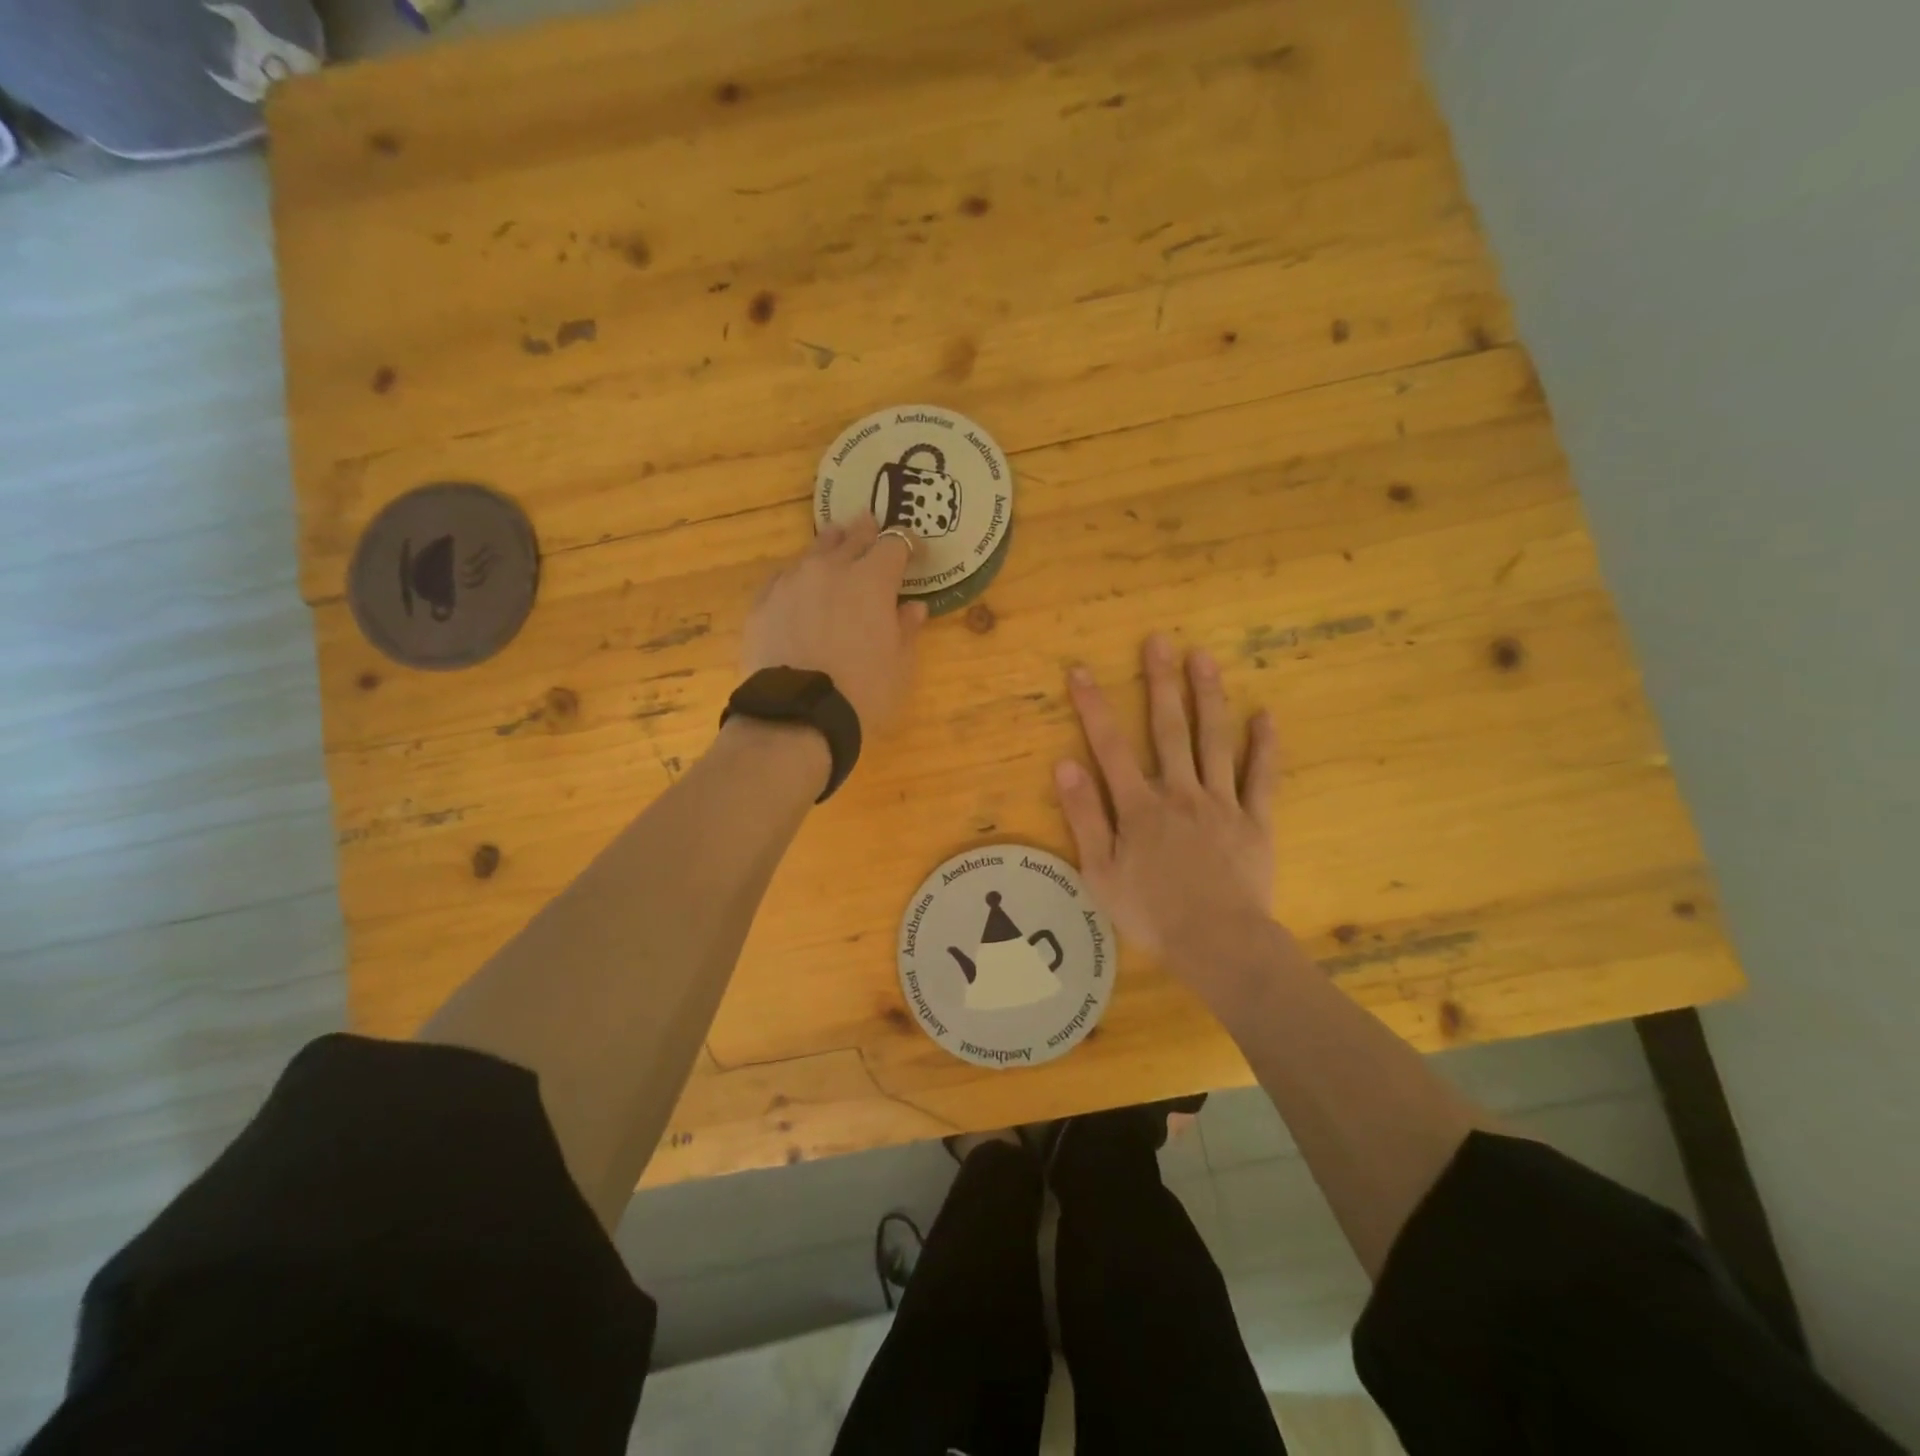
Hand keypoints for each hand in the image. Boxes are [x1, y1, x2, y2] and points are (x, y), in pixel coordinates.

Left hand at [743, 515, 926, 731]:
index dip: (908, 545)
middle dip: (866, 531)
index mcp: (872, 580)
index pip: (895, 545)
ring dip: (830, 545)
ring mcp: (792, 582)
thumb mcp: (899, 666)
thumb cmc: (862, 692)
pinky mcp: (763, 602)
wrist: (797, 715)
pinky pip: (784, 577)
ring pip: (814, 551)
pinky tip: (798, 583)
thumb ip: (906, 629)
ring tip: (835, 541)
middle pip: (852, 537)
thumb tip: (913, 607)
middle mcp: (830, 569)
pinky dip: (798, 576)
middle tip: (871, 523)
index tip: (916, 554)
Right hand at [1054, 634, 1279, 975]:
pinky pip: (1261, 778)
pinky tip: (1266, 715)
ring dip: (1208, 696)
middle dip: (1160, 683)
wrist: (1219, 945)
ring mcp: (1222, 803)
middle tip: (1158, 640)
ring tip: (1203, 657)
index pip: (1110, 747)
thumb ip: (1085, 816)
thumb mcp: (1101, 872)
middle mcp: (1180, 792)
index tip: (1082, 670)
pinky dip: (1264, 746)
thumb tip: (1065, 764)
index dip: (1094, 707)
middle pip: (1169, 729)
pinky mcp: (1255, 821)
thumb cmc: (1152, 914)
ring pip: (1214, 740)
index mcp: (1140, 807)